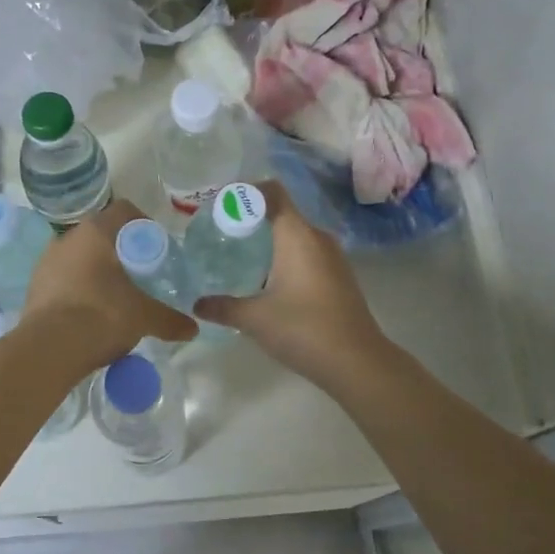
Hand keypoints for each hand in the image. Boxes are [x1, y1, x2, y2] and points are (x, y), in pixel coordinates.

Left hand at [22, 198, 197, 368]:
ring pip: (81, 258)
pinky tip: (92, 314)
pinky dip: (81, 290)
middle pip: (103, 235)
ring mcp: (47, 261)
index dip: (145, 225)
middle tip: (141, 276)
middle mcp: (68, 238)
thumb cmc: (101, 316)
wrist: (48, 349)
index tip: (157, 249)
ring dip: (99, 272)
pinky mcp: (35, 286)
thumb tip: (193, 329)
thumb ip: (170, 319)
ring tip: (117, 298)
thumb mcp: (144, 317)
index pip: (125, 211)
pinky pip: (65, 280)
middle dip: (123, 253)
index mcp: (96, 232)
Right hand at [193, 181, 387, 389]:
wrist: (357, 362)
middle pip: (282, 213)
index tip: (220, 205)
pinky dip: (284, 257)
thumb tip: (197, 304)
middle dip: (251, 219)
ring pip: (295, 235)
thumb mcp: (255, 319)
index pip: (272, 192)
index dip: (245, 191)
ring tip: (238, 255)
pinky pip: (306, 254)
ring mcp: (332, 257)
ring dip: (268, 240)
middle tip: (220, 232)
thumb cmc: (304, 329)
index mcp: (297, 235)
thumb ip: (223, 307)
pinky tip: (266, 280)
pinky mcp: (338, 277)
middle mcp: (317, 238)